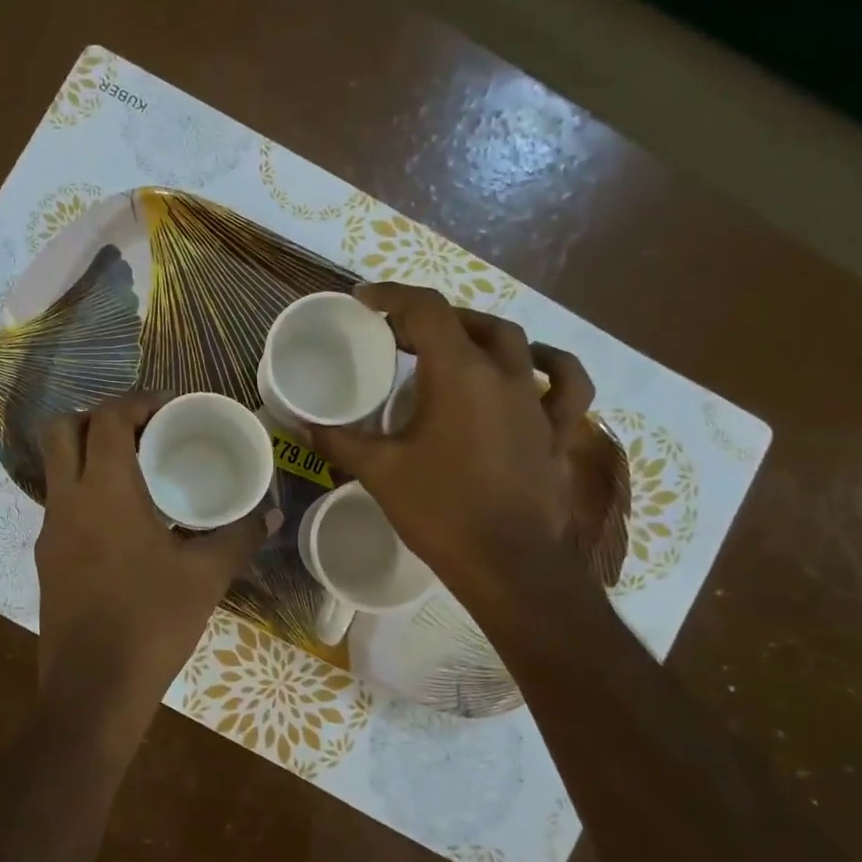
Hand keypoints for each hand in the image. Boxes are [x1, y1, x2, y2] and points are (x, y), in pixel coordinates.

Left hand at [34, 391, 276, 750]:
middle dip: (99, 416)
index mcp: (106, 490)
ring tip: (137, 470)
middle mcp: (68, 499)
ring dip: (89, 453)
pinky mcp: (46, 558)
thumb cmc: (152, 622)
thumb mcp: (206, 576)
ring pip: (56, 466)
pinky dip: (86, 490)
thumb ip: (240, 536)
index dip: (137, 401)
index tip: (169, 407)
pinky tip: (123, 520)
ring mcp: (49, 530)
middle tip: (142, 431)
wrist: (93, 690)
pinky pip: (61, 502)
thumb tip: (272, 514)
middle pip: (62, 429)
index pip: (108, 418)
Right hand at [310, 282, 593, 592]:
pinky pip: (564, 385)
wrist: (509, 565)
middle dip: (430, 319)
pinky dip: (548, 368)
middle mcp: (504, 374)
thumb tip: (297, 423)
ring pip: (517, 343)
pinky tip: (532, 369)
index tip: (363, 301)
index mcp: (459, 373)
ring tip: (455, 344)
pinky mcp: (557, 431)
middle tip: (396, 336)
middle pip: (468, 322)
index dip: (392, 296)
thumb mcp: (380, 472)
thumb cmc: (441, 512)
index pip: (426, 309)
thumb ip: (337, 440)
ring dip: (481, 333)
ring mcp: (537, 402)